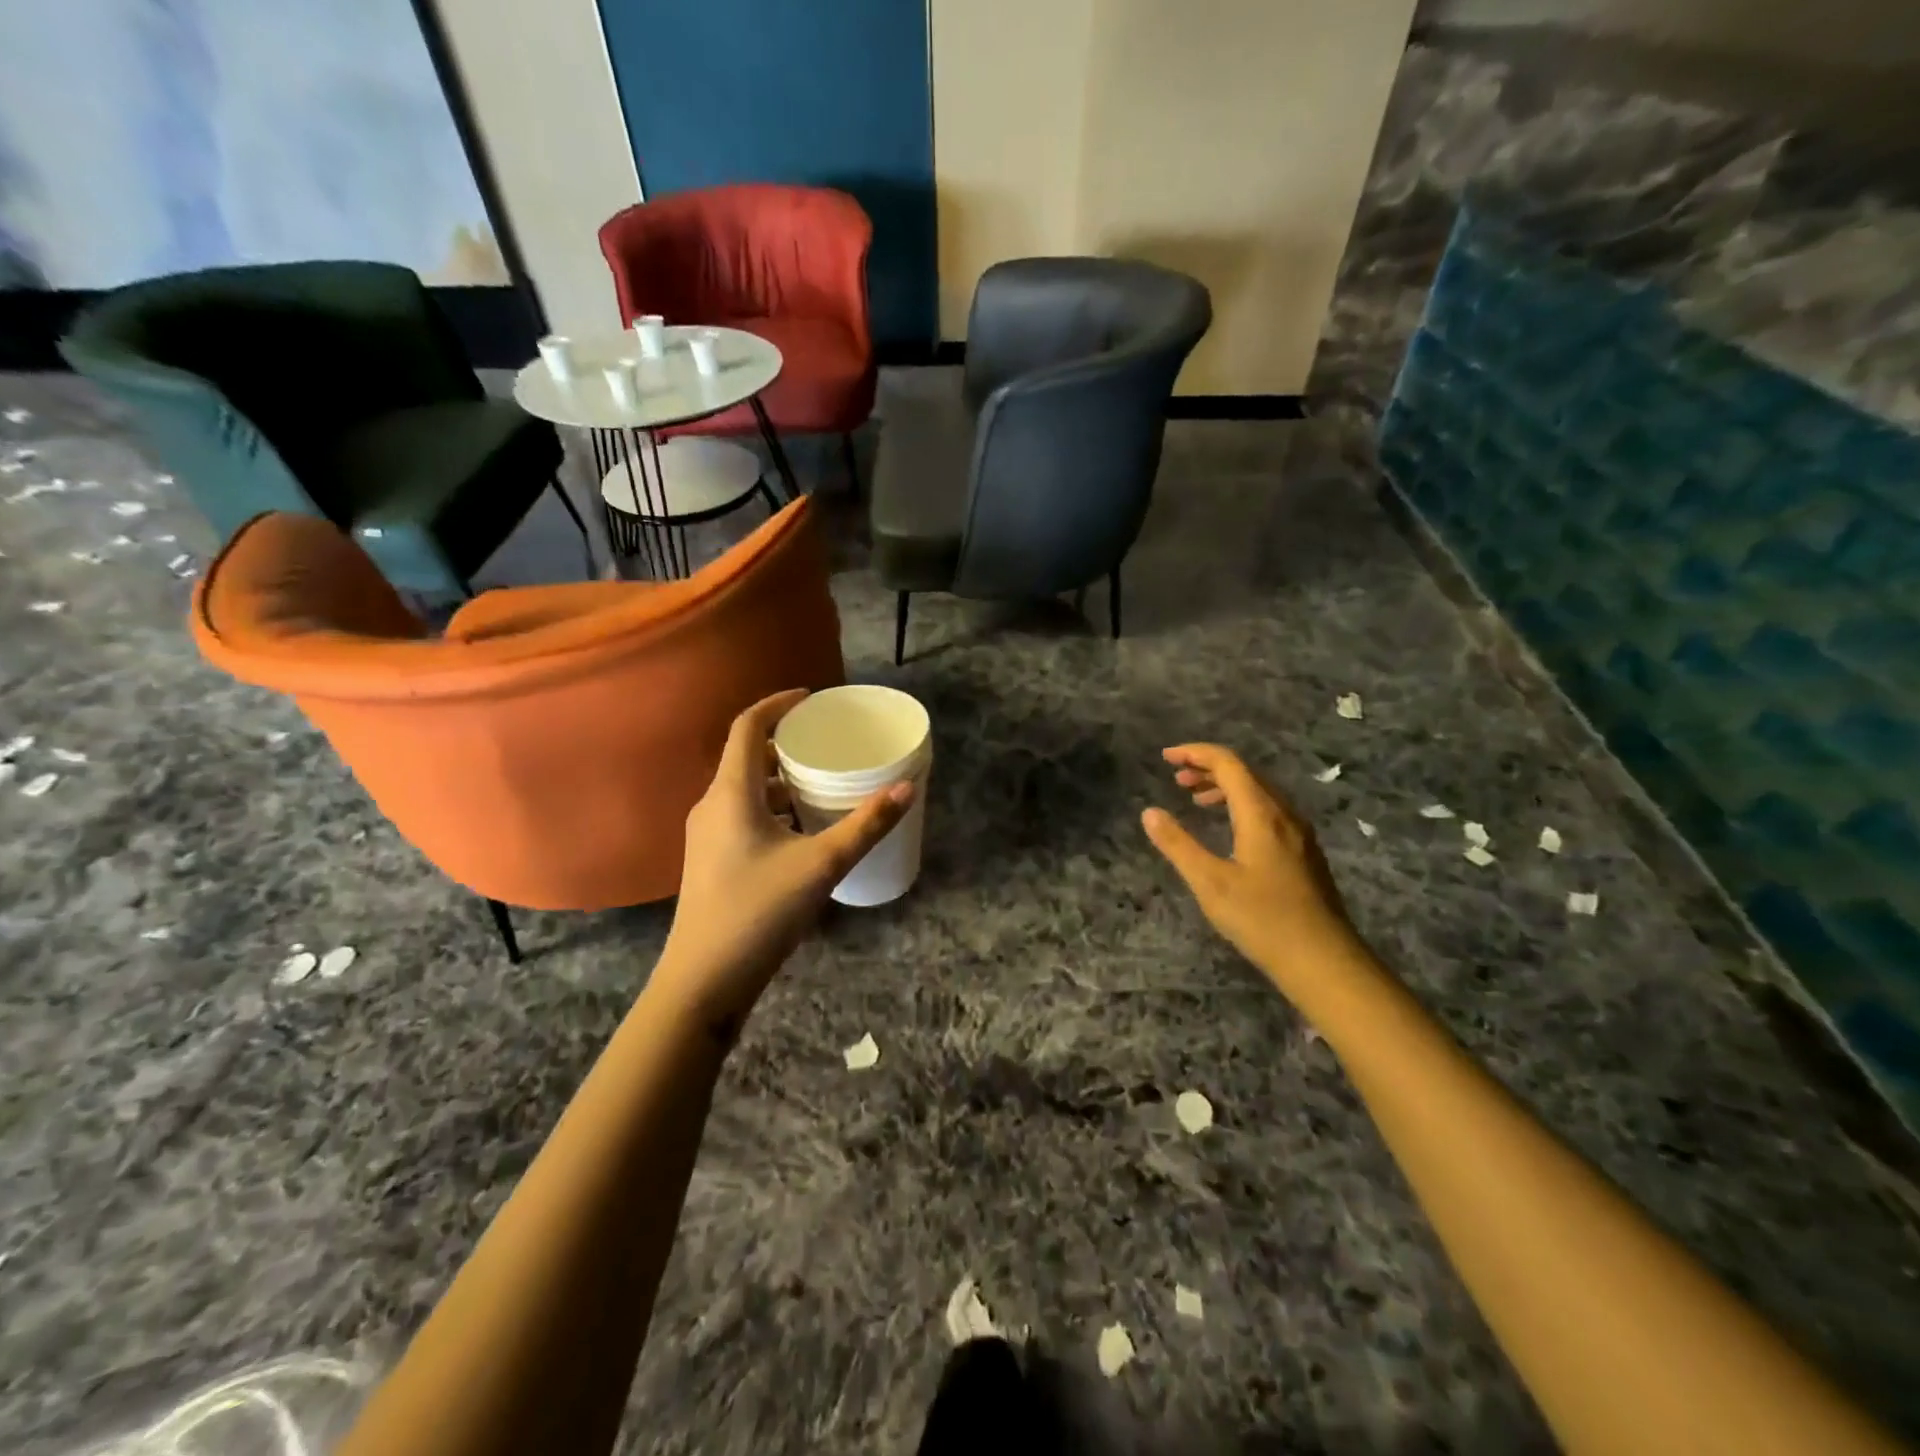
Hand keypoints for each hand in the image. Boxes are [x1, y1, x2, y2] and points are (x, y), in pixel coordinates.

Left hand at [650, 689, 912, 1040]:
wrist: (704, 980)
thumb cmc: (759, 912)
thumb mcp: (822, 865)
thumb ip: (866, 825)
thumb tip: (906, 788)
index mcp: (731, 793)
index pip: (747, 727)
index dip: (777, 704)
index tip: (811, 699)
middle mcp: (712, 806)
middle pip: (745, 756)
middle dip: (783, 742)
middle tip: (825, 740)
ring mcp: (707, 835)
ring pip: (744, 789)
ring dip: (779, 778)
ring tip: (820, 780)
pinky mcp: (711, 860)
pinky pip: (742, 814)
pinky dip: (772, 806)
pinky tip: (802, 828)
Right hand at [1141, 743, 1358, 989]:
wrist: (1324, 960)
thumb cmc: (1263, 920)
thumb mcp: (1210, 883)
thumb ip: (1178, 844)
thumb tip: (1149, 812)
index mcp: (1261, 814)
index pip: (1228, 764)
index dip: (1195, 753)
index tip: (1166, 757)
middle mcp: (1284, 814)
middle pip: (1245, 773)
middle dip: (1208, 768)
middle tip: (1176, 778)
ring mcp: (1299, 833)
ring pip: (1259, 792)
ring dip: (1225, 787)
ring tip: (1195, 800)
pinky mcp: (1304, 852)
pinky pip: (1269, 811)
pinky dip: (1241, 805)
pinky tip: (1229, 829)